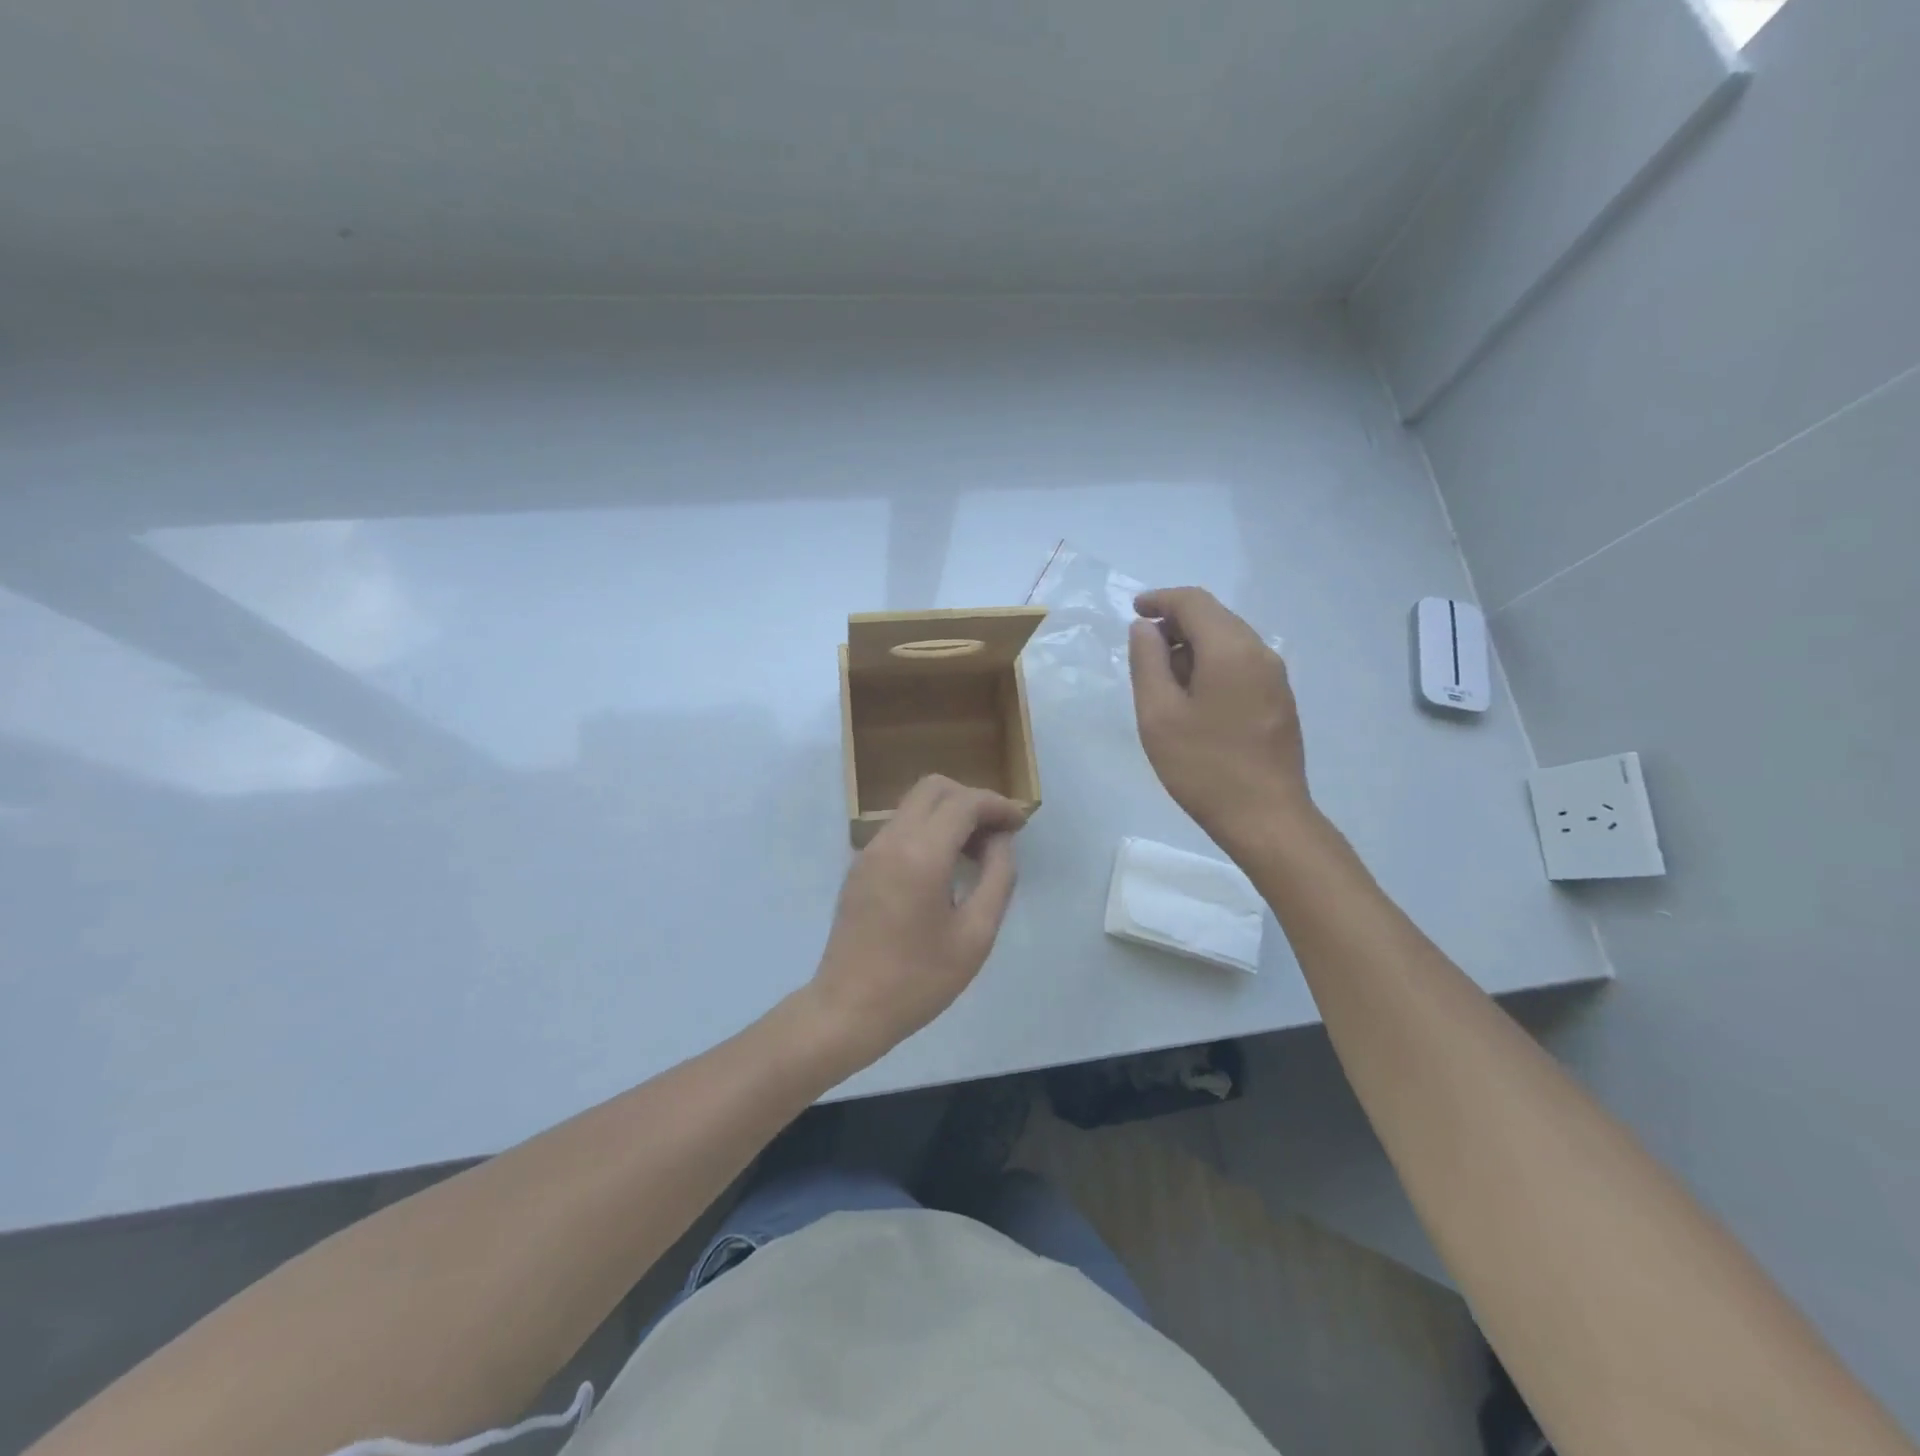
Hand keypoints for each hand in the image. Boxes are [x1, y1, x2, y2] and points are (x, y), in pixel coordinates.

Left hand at [806, 775, 1024, 1068]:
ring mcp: (870, 851)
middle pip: (934, 788)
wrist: (848, 1010)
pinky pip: (899, 828)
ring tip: (976, 853)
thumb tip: (999, 842)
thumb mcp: (975, 935)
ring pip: (914, 805)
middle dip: (971, 800)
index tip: (1020, 825)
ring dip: (948, 814)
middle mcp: (891, 840)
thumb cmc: (918, 980)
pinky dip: (928, 830)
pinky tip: (944, 867)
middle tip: (997, 834)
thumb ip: (997, 878)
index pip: (964, 802)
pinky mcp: (860, 866)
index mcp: (921, 854)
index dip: (998, 805)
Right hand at [1129, 587, 1311, 846]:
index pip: (1194, 602)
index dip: (1160, 600)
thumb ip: (1147, 662)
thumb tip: (1145, 628)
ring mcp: (1275, 677)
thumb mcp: (1158, 714)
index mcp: (1230, 649)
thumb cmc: (1203, 767)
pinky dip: (1212, 664)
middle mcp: (1260, 653)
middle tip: (1143, 650)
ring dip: (1193, 646)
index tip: (1134, 610)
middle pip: (1215, 617)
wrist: (1265, 818)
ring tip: (1163, 679)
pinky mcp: (1279, 700)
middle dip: (1176, 623)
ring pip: (1229, 640)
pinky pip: (1241, 663)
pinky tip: (1193, 697)